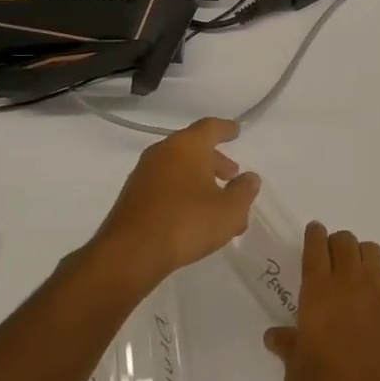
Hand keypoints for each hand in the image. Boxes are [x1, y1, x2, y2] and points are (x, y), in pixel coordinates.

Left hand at [90, 118, 259, 285]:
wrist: (130, 254)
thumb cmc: (187, 223)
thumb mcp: (230, 210)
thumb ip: (244, 191)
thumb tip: (249, 177)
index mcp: (187, 146)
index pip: (210, 127)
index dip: (226, 129)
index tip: (236, 131)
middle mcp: (162, 152)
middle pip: (193, 148)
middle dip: (215, 160)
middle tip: (231, 175)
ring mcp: (144, 174)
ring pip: (179, 169)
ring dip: (200, 180)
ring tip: (217, 204)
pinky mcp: (133, 197)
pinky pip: (165, 186)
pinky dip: (183, 193)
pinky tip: (194, 217)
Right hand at [263, 223, 379, 380]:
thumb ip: (288, 350)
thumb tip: (275, 335)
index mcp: (318, 294)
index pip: (316, 247)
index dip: (314, 236)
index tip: (313, 233)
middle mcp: (350, 284)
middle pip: (345, 241)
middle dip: (336, 244)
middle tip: (330, 262)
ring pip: (372, 252)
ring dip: (361, 257)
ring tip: (355, 278)